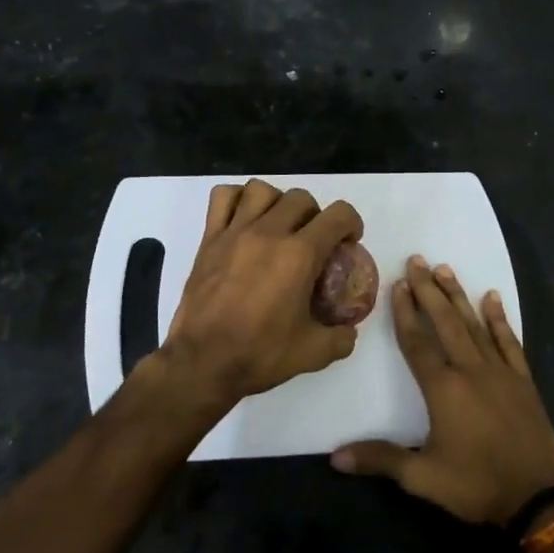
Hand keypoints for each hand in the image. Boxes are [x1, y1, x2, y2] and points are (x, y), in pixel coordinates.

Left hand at [159, 179, 364, 406]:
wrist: (202, 362)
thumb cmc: (259, 355)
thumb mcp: (313, 353)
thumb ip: (341, 338)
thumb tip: (348, 330)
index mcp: (299, 256)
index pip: (338, 215)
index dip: (351, 224)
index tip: (348, 242)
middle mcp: (269, 233)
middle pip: (301, 199)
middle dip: (316, 215)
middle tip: (313, 241)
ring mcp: (235, 232)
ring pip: (262, 190)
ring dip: (277, 202)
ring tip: (278, 226)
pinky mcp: (209, 239)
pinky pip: (222, 198)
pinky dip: (237, 199)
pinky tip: (244, 219)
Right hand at [332, 257, 553, 526]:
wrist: (538, 498)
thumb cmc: (476, 486)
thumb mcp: (423, 478)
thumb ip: (380, 460)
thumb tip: (335, 456)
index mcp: (444, 389)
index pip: (418, 343)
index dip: (406, 313)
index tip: (398, 284)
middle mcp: (471, 371)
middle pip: (447, 323)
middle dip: (430, 291)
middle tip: (418, 260)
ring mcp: (501, 373)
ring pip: (476, 325)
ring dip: (459, 296)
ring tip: (445, 270)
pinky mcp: (523, 381)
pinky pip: (509, 342)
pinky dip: (499, 320)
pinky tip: (492, 298)